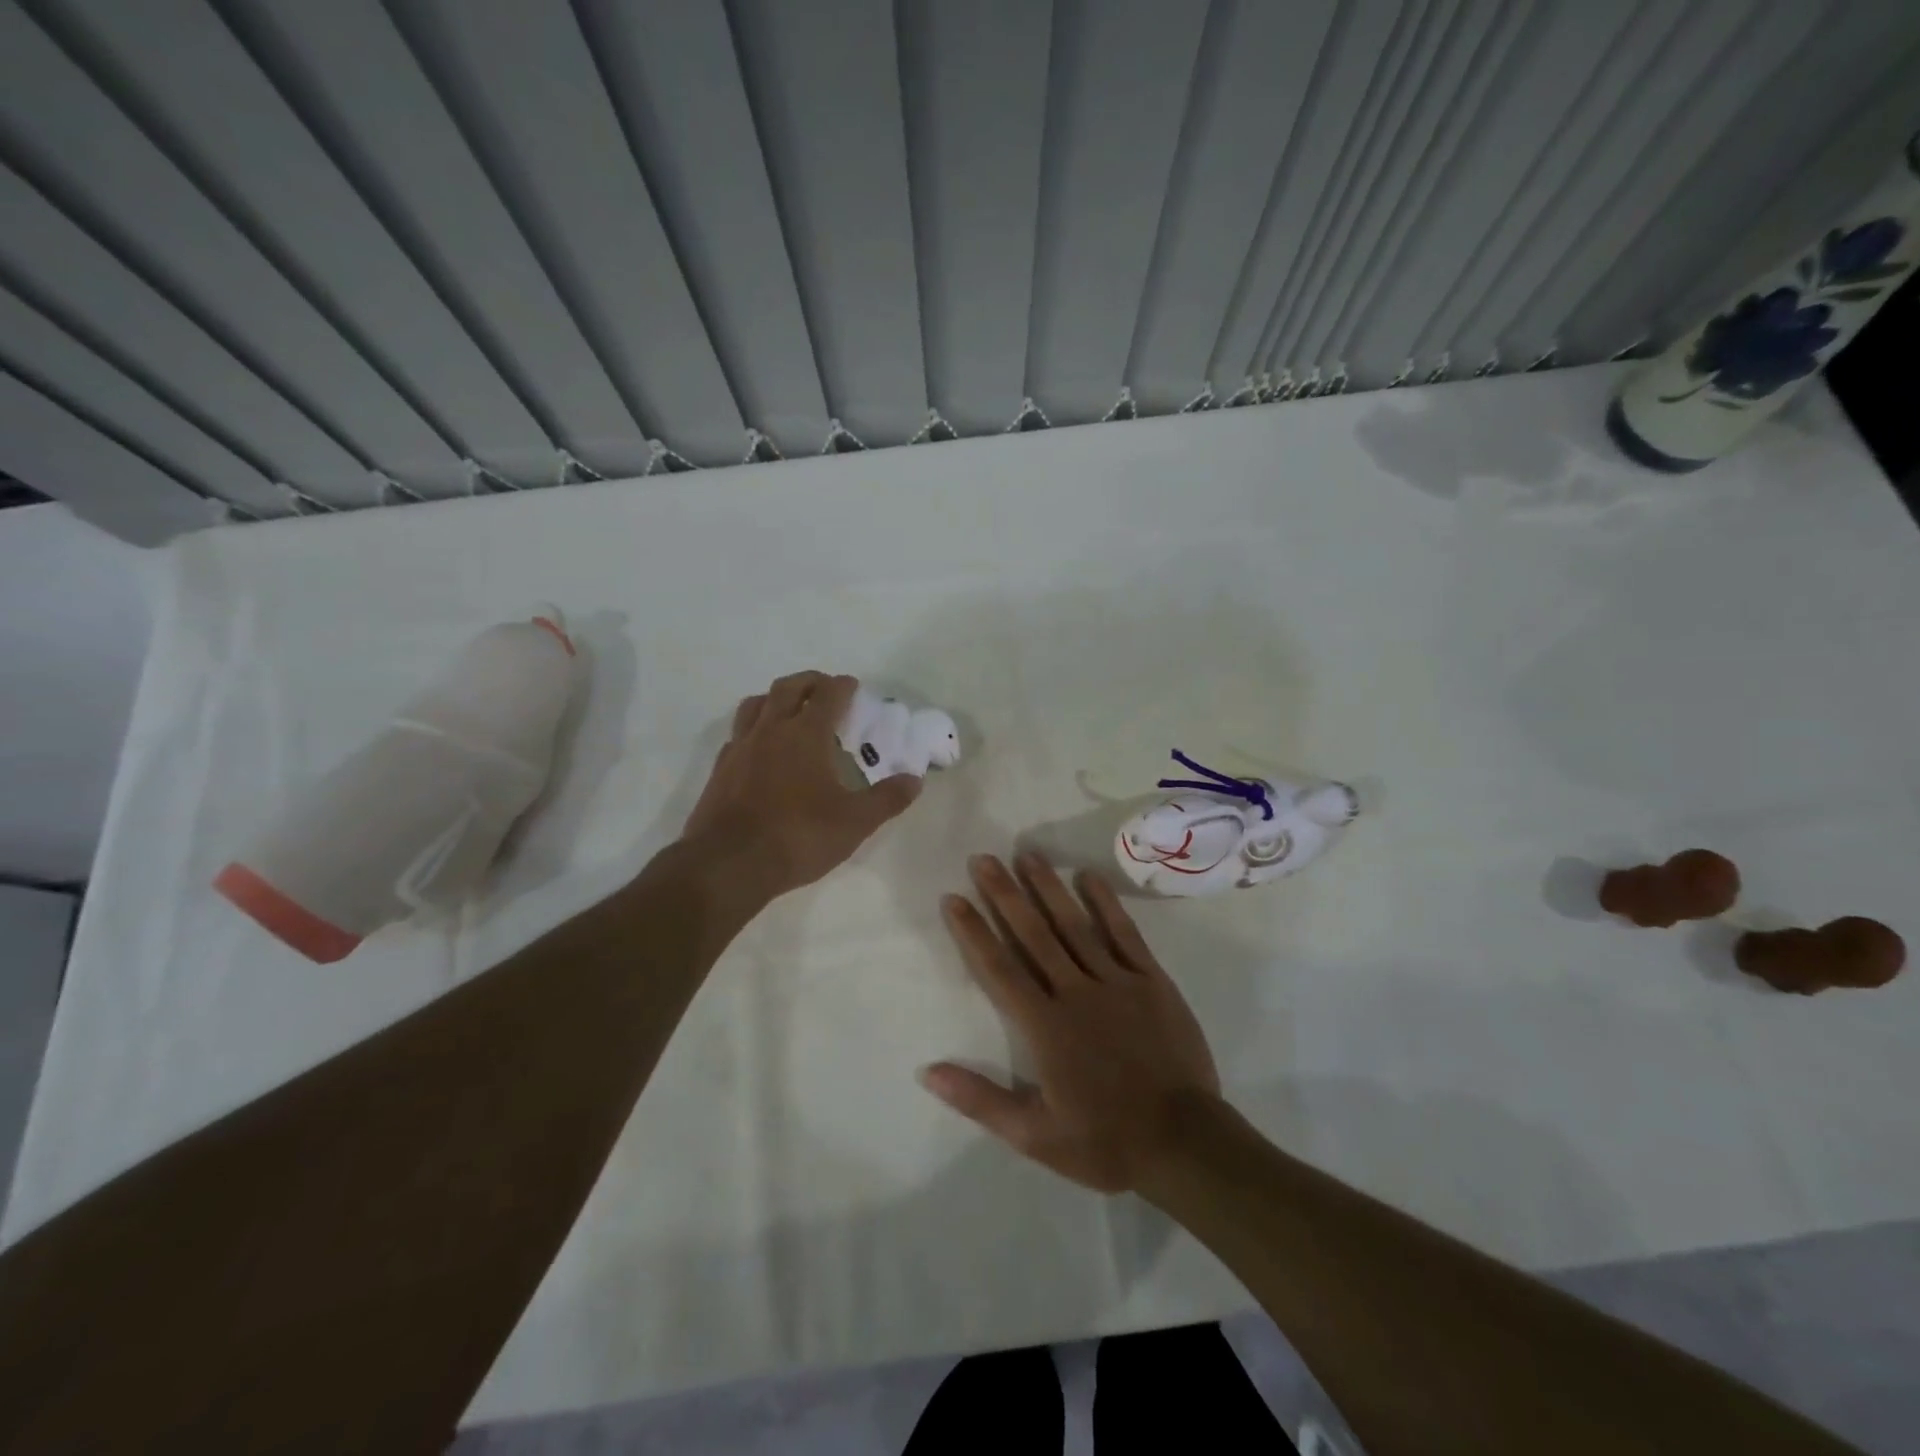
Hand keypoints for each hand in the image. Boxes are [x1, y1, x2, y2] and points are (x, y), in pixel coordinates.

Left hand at [681, 672, 922, 901]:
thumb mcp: (855, 823)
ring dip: (775, 698)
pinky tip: (760, 748)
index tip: (853, 686)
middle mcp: (771, 731)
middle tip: (824, 689)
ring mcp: (740, 748)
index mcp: (806, 735)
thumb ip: (887, 799)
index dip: (842, 686)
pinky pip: (738, 734)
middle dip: (809, 682)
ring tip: (789, 708)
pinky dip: (753, 729)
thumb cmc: (798, 836)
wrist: (729, 864)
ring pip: (755, 704)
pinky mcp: (720, 769)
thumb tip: (915, 781)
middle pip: (788, 688)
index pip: (828, 695)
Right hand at [921, 853, 1221, 1192]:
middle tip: (983, 859)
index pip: (999, 969)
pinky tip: (1088, 876)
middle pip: (1032, 935)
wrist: (1184, 1143)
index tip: (954, 898)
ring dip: (1047, 888)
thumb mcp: (1034, 1135)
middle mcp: (1075, 992)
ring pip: (1074, 925)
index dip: (973, 931)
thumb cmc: (1105, 1141)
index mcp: (1044, 1026)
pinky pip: (1124, 933)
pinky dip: (1105, 903)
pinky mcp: (1151, 980)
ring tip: (1026, 855)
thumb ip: (980, 1100)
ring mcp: (1116, 981)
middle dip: (1004, 894)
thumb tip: (927, 1072)